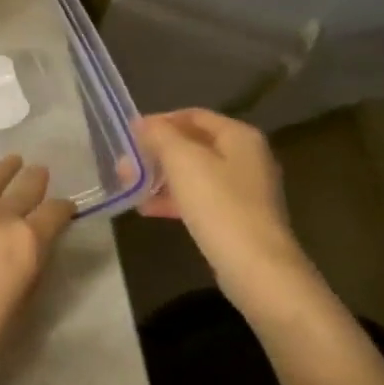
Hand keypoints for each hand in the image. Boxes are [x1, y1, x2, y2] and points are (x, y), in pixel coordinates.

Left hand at [0, 156, 75, 384]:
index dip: (64, 210)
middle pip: (25, 187)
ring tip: (13, 162)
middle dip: (36, 180)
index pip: (55, 213)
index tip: (66, 210)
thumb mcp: (20, 309)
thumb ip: (30, 271)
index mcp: (27, 242)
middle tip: (41, 173)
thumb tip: (32, 251)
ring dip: (6, 171)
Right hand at [137, 109, 321, 326]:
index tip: (130, 135)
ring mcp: (244, 191)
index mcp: (239, 136)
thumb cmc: (219, 204)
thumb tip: (142, 124)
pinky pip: (200, 199)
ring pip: (194, 174)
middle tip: (126, 164)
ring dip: (161, 177)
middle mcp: (247, 158)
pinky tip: (147, 209)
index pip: (192, 115)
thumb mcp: (182, 160)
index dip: (159, 121)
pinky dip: (174, 199)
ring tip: (131, 186)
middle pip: (193, 145)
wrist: (257, 269)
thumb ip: (159, 135)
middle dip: (156, 153)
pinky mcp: (238, 219)